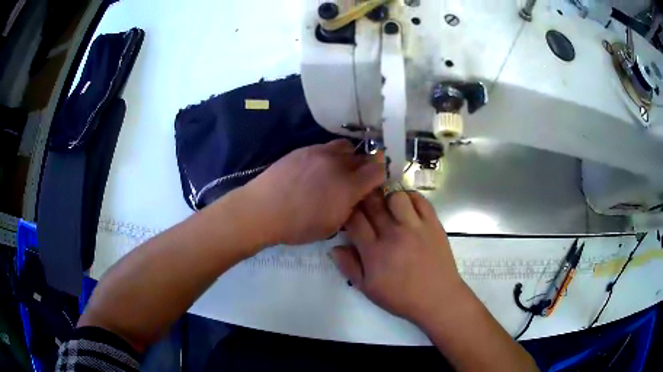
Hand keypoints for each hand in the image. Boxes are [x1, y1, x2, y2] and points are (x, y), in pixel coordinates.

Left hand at [245, 140, 384, 245]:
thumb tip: (356, 197)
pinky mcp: (304, 149)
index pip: (378, 170)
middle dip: (366, 166)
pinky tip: (319, 168)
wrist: (262, 210)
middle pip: (363, 156)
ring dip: (348, 157)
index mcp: (348, 186)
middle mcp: (337, 164)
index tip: (378, 182)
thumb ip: (350, 208)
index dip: (382, 174)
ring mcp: (319, 152)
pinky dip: (330, 155)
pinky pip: (325, 147)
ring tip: (339, 169)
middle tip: (359, 178)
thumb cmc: (297, 225)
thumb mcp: (331, 226)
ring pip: (345, 147)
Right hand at [331, 191, 465, 324]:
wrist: (437, 298)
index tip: (348, 211)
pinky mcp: (432, 223)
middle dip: (364, 198)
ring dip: (387, 196)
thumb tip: (334, 247)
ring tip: (387, 205)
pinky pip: (419, 199)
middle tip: (363, 200)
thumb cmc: (401, 297)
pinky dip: (410, 197)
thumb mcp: (368, 289)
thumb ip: (349, 267)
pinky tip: (406, 205)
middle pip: (372, 203)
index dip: (348, 211)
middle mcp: (393, 234)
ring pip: (395, 196)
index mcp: (374, 252)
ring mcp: (415, 226)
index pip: (354, 220)